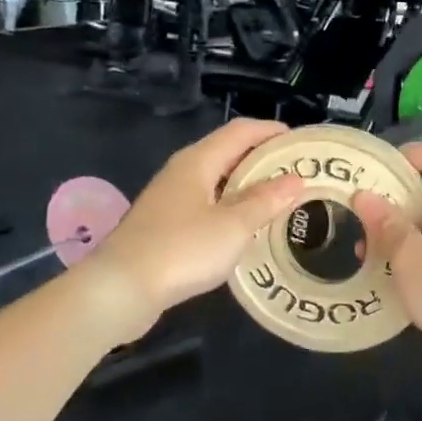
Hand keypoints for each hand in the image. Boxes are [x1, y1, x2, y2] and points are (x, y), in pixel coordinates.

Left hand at [84, 120, 306, 343]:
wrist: (119, 289)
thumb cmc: (181, 250)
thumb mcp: (233, 227)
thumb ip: (266, 202)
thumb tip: (296, 180)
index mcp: (198, 160)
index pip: (241, 131)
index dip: (272, 131)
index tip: (302, 143)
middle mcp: (183, 170)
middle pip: (229, 151)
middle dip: (263, 158)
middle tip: (297, 173)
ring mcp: (171, 197)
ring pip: (217, 178)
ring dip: (248, 184)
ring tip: (279, 198)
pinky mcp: (165, 223)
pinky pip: (207, 201)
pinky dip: (231, 205)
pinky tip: (245, 226)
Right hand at [350, 142, 421, 400]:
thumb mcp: (413, 259)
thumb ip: (388, 225)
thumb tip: (364, 195)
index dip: (408, 155)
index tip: (375, 177)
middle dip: (397, 202)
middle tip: (362, 221)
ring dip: (403, 236)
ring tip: (369, 257)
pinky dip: (419, 260)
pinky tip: (393, 282)